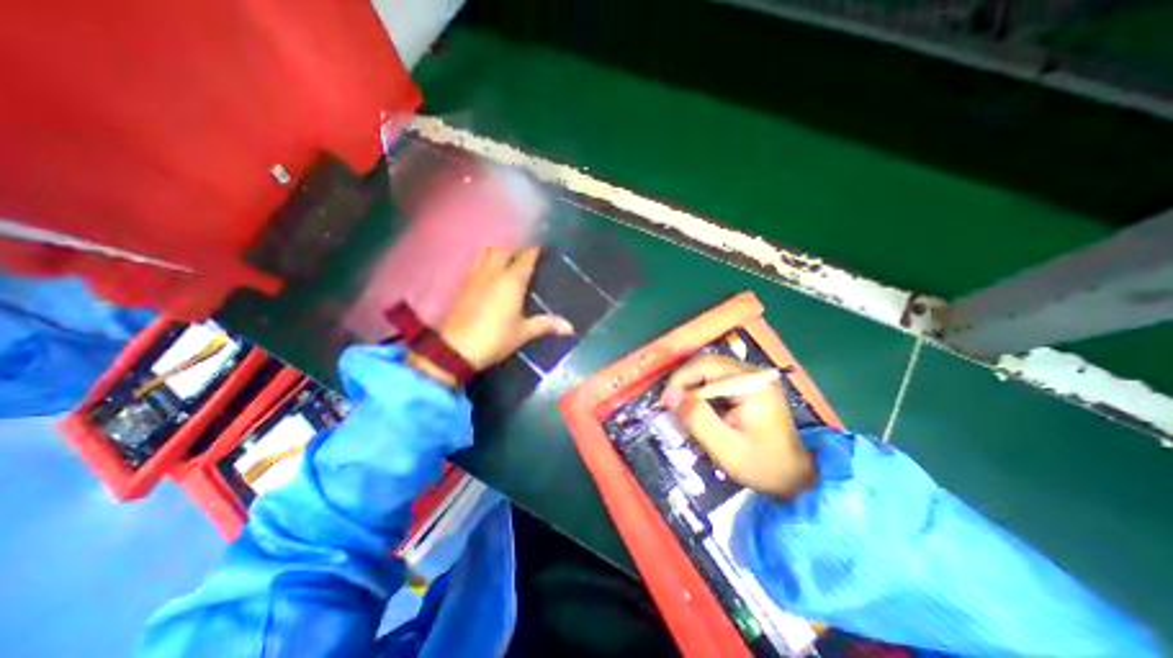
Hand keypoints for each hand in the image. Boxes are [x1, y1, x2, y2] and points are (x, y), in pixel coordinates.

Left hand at [431, 247, 576, 370]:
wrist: (456, 348)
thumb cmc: (495, 338)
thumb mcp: (523, 333)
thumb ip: (546, 325)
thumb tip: (570, 327)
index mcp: (511, 281)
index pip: (525, 258)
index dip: (535, 250)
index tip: (543, 247)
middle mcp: (493, 272)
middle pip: (505, 249)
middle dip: (517, 248)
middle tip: (527, 253)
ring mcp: (475, 275)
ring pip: (487, 251)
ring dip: (499, 250)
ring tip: (508, 257)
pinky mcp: (463, 283)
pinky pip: (476, 261)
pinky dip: (485, 258)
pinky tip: (489, 269)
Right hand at [659, 354, 816, 498]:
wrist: (798, 477)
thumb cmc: (762, 465)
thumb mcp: (725, 447)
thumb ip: (697, 419)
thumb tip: (670, 395)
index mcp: (752, 385)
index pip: (706, 366)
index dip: (680, 379)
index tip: (666, 401)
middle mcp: (754, 373)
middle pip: (708, 364)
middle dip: (685, 382)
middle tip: (671, 405)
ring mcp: (754, 377)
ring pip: (711, 369)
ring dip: (692, 386)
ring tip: (682, 407)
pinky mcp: (752, 384)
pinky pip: (718, 378)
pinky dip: (703, 390)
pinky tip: (699, 408)